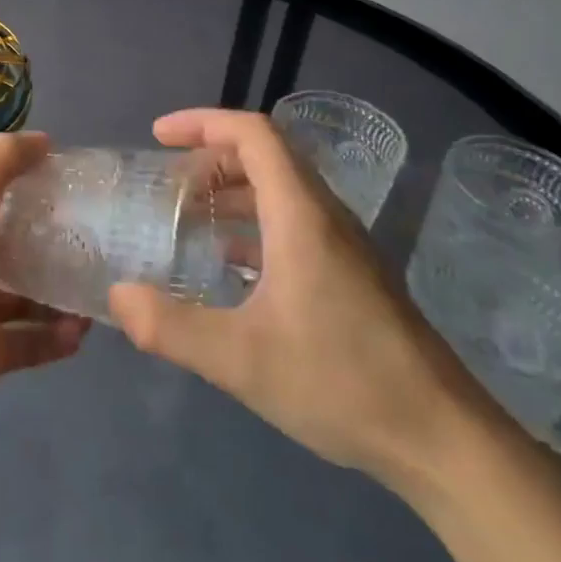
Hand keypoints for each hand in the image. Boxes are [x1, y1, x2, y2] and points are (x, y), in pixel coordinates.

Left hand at [0, 131, 88, 448]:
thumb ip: (0, 165)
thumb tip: (44, 140)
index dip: (27, 185)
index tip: (72, 181)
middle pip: (10, 245)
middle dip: (49, 239)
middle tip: (96, 233)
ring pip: (23, 296)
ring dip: (58, 290)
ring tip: (99, 283)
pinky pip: (29, 342)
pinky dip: (56, 337)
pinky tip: (85, 329)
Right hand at [108, 109, 499, 490]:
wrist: (442, 439)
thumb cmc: (342, 383)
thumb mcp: (241, 360)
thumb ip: (171, 327)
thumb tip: (118, 295)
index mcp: (302, 217)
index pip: (255, 135)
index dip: (204, 122)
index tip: (159, 136)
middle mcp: (325, 218)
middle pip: (268, 156)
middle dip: (211, 157)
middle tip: (167, 184)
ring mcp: (344, 248)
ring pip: (282, 192)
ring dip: (232, 191)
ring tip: (188, 217)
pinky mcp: (351, 277)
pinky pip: (294, 225)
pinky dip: (253, 225)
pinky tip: (229, 265)